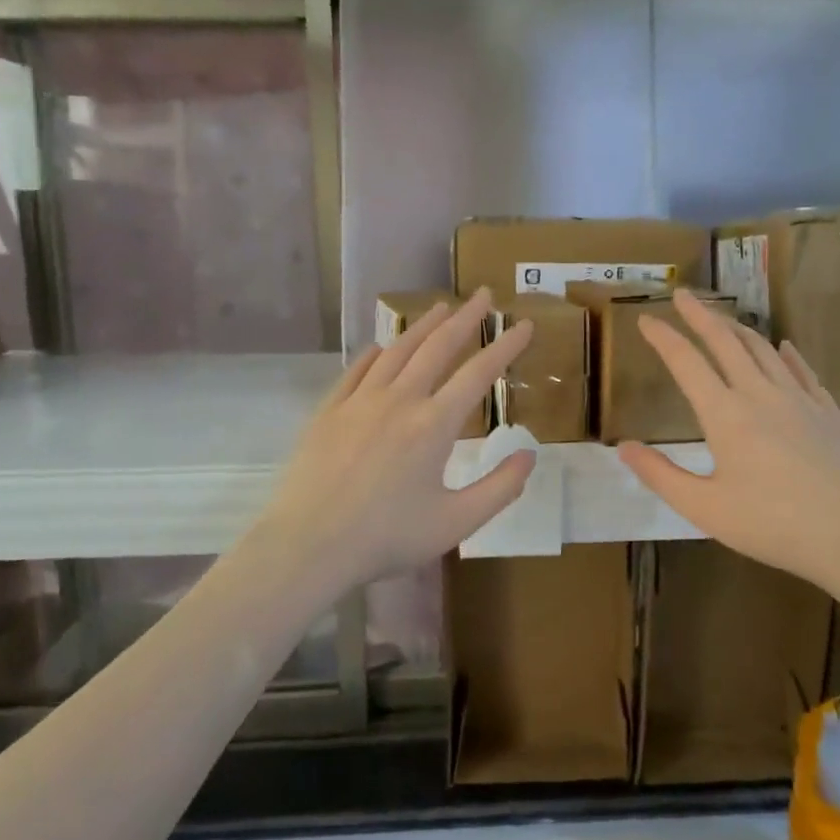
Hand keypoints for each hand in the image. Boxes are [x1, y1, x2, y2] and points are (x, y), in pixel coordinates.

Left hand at [257, 289, 535, 591]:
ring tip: (441, 308)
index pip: (478, 374)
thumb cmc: (388, 537)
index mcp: (434, 425)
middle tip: (483, 296)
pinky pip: (357, 371)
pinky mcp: (329, 411)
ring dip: (423, 326)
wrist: (309, 544)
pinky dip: (376, 354)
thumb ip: (500, 488)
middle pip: (438, 347)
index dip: (505, 347)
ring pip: (397, 351)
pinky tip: (382, 348)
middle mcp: (399, 400)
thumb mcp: (457, 522)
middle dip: (465, 319)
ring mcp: (360, 401)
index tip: (523, 326)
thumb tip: (529, 454)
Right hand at [617, 288, 839, 590]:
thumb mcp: (703, 508)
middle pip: (726, 342)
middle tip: (684, 295)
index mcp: (725, 414)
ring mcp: (799, 399)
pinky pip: (802, 370)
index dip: (664, 337)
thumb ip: (660, 475)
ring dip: (738, 328)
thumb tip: (623, 446)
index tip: (645, 318)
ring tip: (723, 318)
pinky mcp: (827, 412)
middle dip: (701, 315)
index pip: (687, 362)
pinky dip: (786, 353)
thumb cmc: (771, 525)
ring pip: (764, 350)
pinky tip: (784, 346)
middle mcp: (761, 394)